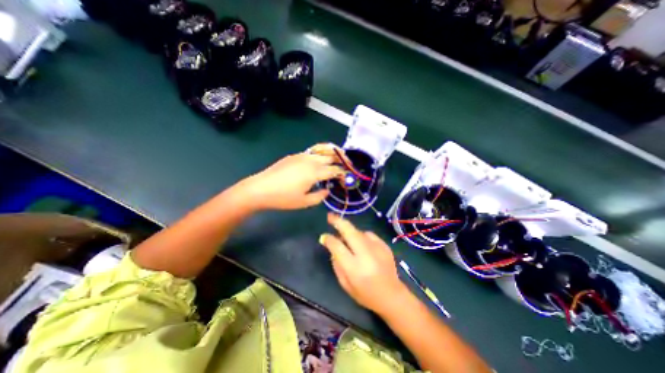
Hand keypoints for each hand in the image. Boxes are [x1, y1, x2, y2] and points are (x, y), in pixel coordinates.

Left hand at [244, 144, 348, 210]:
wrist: (260, 189)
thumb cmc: (283, 198)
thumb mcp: (304, 202)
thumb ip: (320, 196)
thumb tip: (327, 190)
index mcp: (314, 172)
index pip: (334, 170)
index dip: (343, 173)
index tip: (348, 176)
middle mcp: (310, 161)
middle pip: (330, 156)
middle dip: (342, 159)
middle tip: (348, 163)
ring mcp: (301, 156)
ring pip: (321, 151)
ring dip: (332, 153)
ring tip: (339, 156)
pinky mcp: (294, 156)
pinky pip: (312, 152)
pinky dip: (321, 153)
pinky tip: (320, 159)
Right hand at [320, 213, 408, 314]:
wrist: (392, 296)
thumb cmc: (366, 294)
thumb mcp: (345, 284)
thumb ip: (337, 264)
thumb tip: (332, 247)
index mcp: (354, 268)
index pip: (337, 247)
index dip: (328, 239)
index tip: (323, 237)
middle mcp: (366, 255)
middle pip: (349, 231)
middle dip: (338, 222)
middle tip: (330, 217)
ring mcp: (377, 248)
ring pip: (359, 232)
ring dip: (350, 232)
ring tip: (348, 240)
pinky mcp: (385, 245)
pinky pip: (369, 235)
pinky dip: (362, 237)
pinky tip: (362, 245)